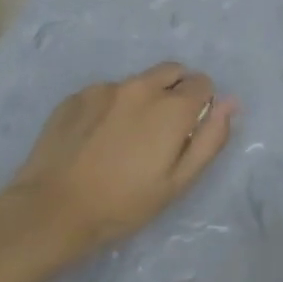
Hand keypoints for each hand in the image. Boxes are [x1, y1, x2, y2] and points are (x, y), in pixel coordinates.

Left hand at [0, 62, 236, 271]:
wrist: (52, 210)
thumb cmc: (124, 203)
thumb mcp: (179, 181)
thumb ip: (210, 138)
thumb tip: (230, 103)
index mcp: (171, 107)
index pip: (203, 83)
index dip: (202, 105)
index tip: (189, 130)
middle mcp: (140, 87)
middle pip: (172, 71)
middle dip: (177, 91)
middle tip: (164, 130)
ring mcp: (104, 89)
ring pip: (138, 82)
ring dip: (143, 99)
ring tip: (126, 137)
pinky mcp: (75, 97)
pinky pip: (107, 93)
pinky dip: (112, 107)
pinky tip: (98, 139)